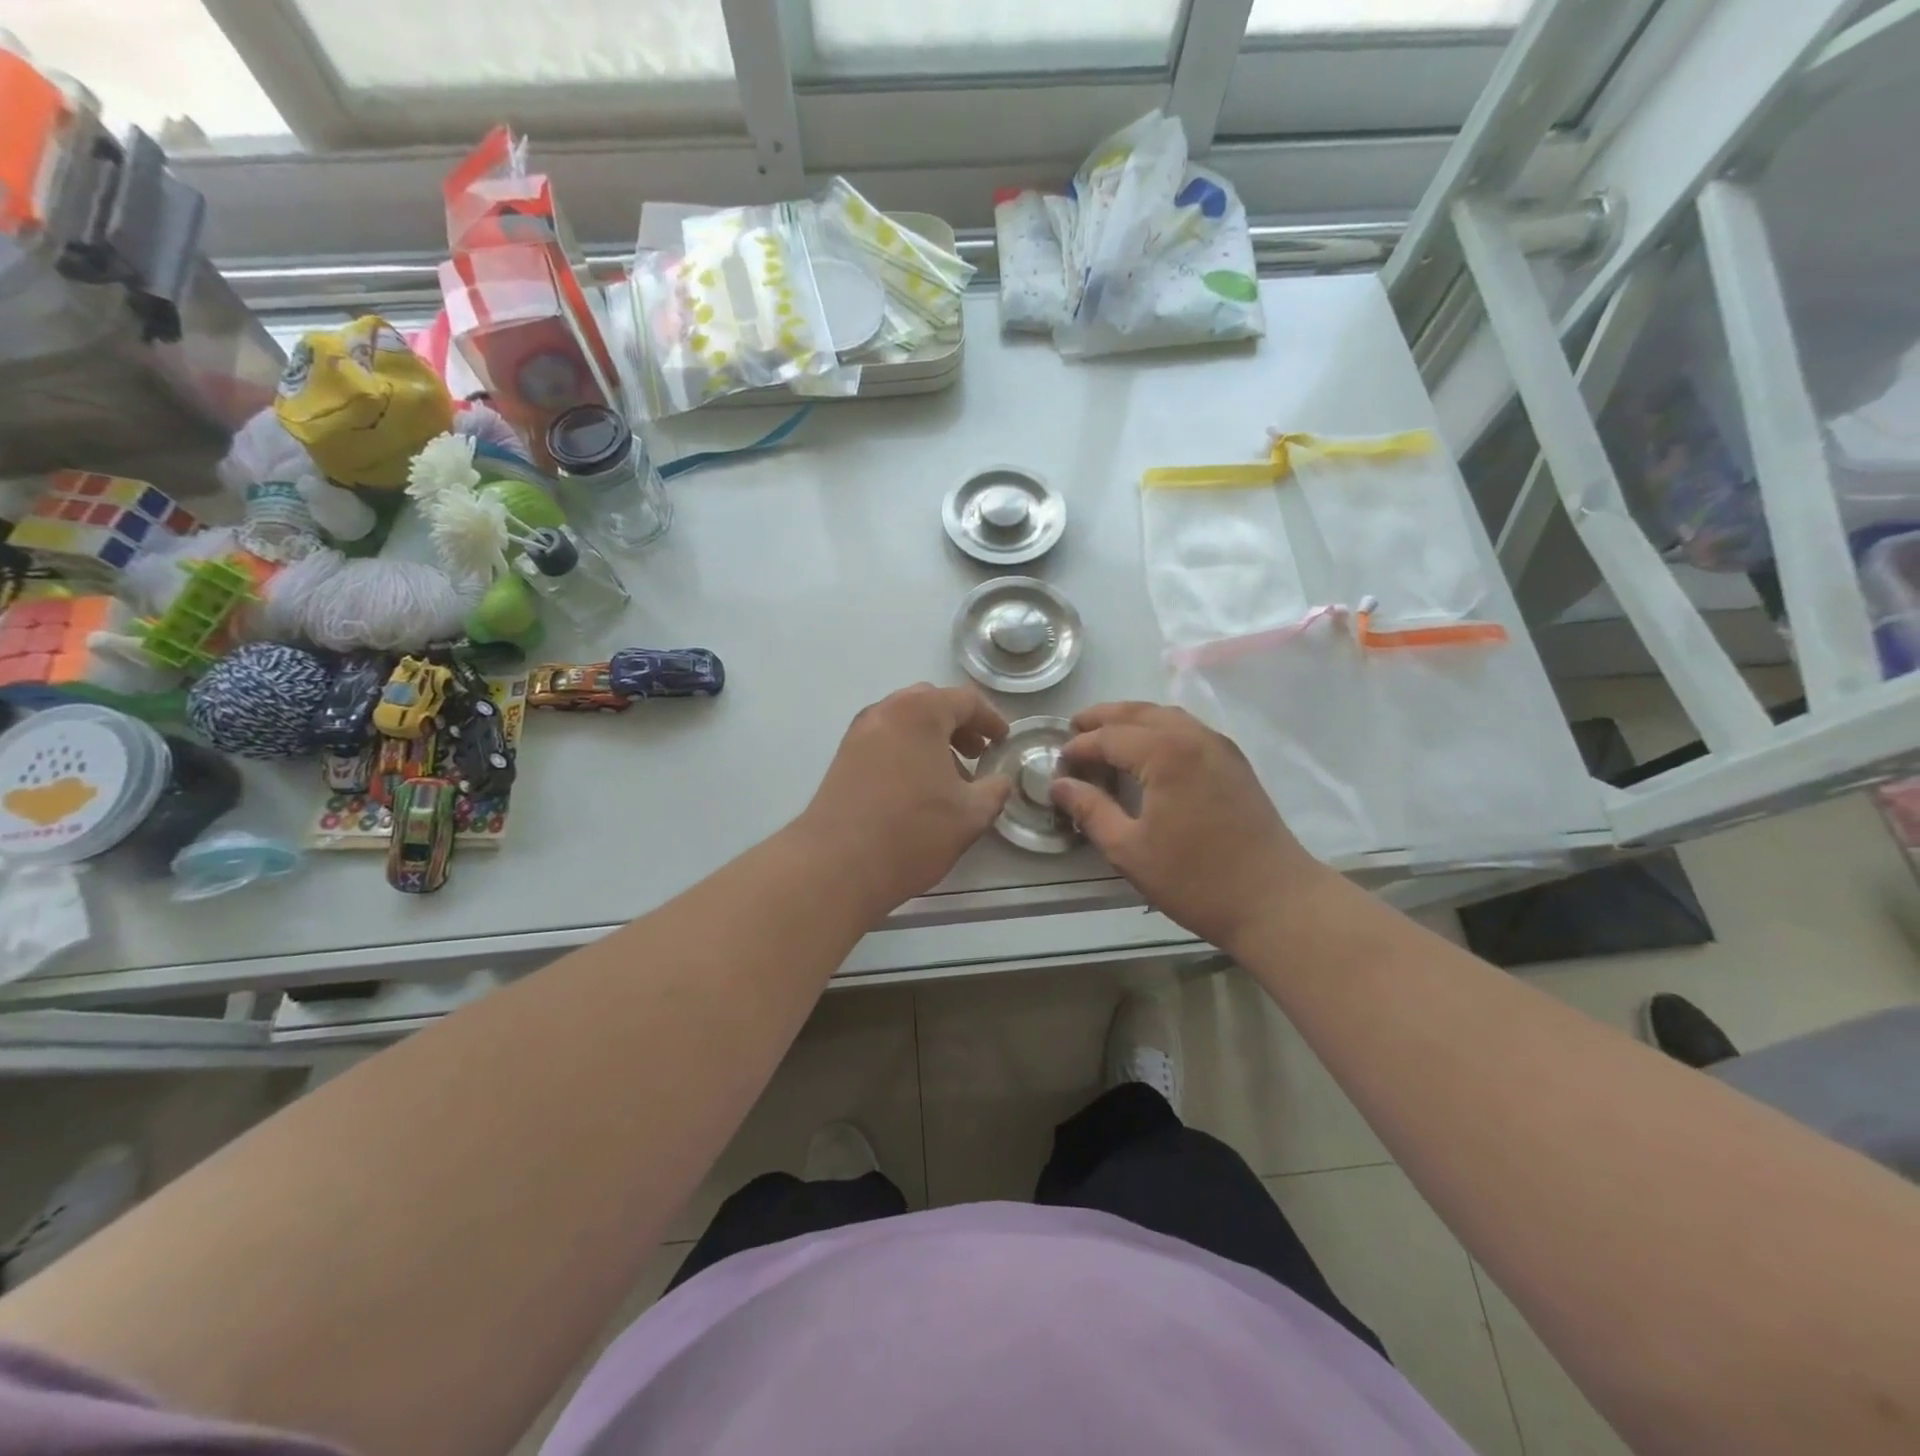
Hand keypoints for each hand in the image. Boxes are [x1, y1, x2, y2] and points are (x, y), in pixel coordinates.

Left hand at [799, 684, 1014, 916]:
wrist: (836, 865)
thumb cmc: (912, 832)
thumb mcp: (970, 815)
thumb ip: (994, 790)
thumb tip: (1000, 781)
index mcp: (920, 712)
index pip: (965, 700)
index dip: (991, 719)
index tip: (1003, 741)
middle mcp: (885, 712)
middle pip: (930, 703)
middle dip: (958, 724)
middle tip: (977, 752)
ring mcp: (858, 734)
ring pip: (904, 722)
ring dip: (932, 739)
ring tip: (951, 776)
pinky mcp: (843, 758)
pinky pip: (885, 740)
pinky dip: (908, 751)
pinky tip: (919, 788)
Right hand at [1053, 702, 1322, 951]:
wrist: (1274, 901)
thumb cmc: (1196, 879)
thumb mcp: (1129, 850)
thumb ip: (1091, 810)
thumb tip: (1059, 785)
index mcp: (1166, 753)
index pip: (1110, 737)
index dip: (1080, 747)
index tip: (1057, 764)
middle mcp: (1193, 737)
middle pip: (1139, 713)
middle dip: (1103, 718)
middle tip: (1074, 729)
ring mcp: (1219, 746)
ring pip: (1166, 716)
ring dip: (1132, 719)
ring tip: (1105, 735)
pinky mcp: (1234, 762)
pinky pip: (1187, 730)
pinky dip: (1158, 729)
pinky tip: (1147, 752)